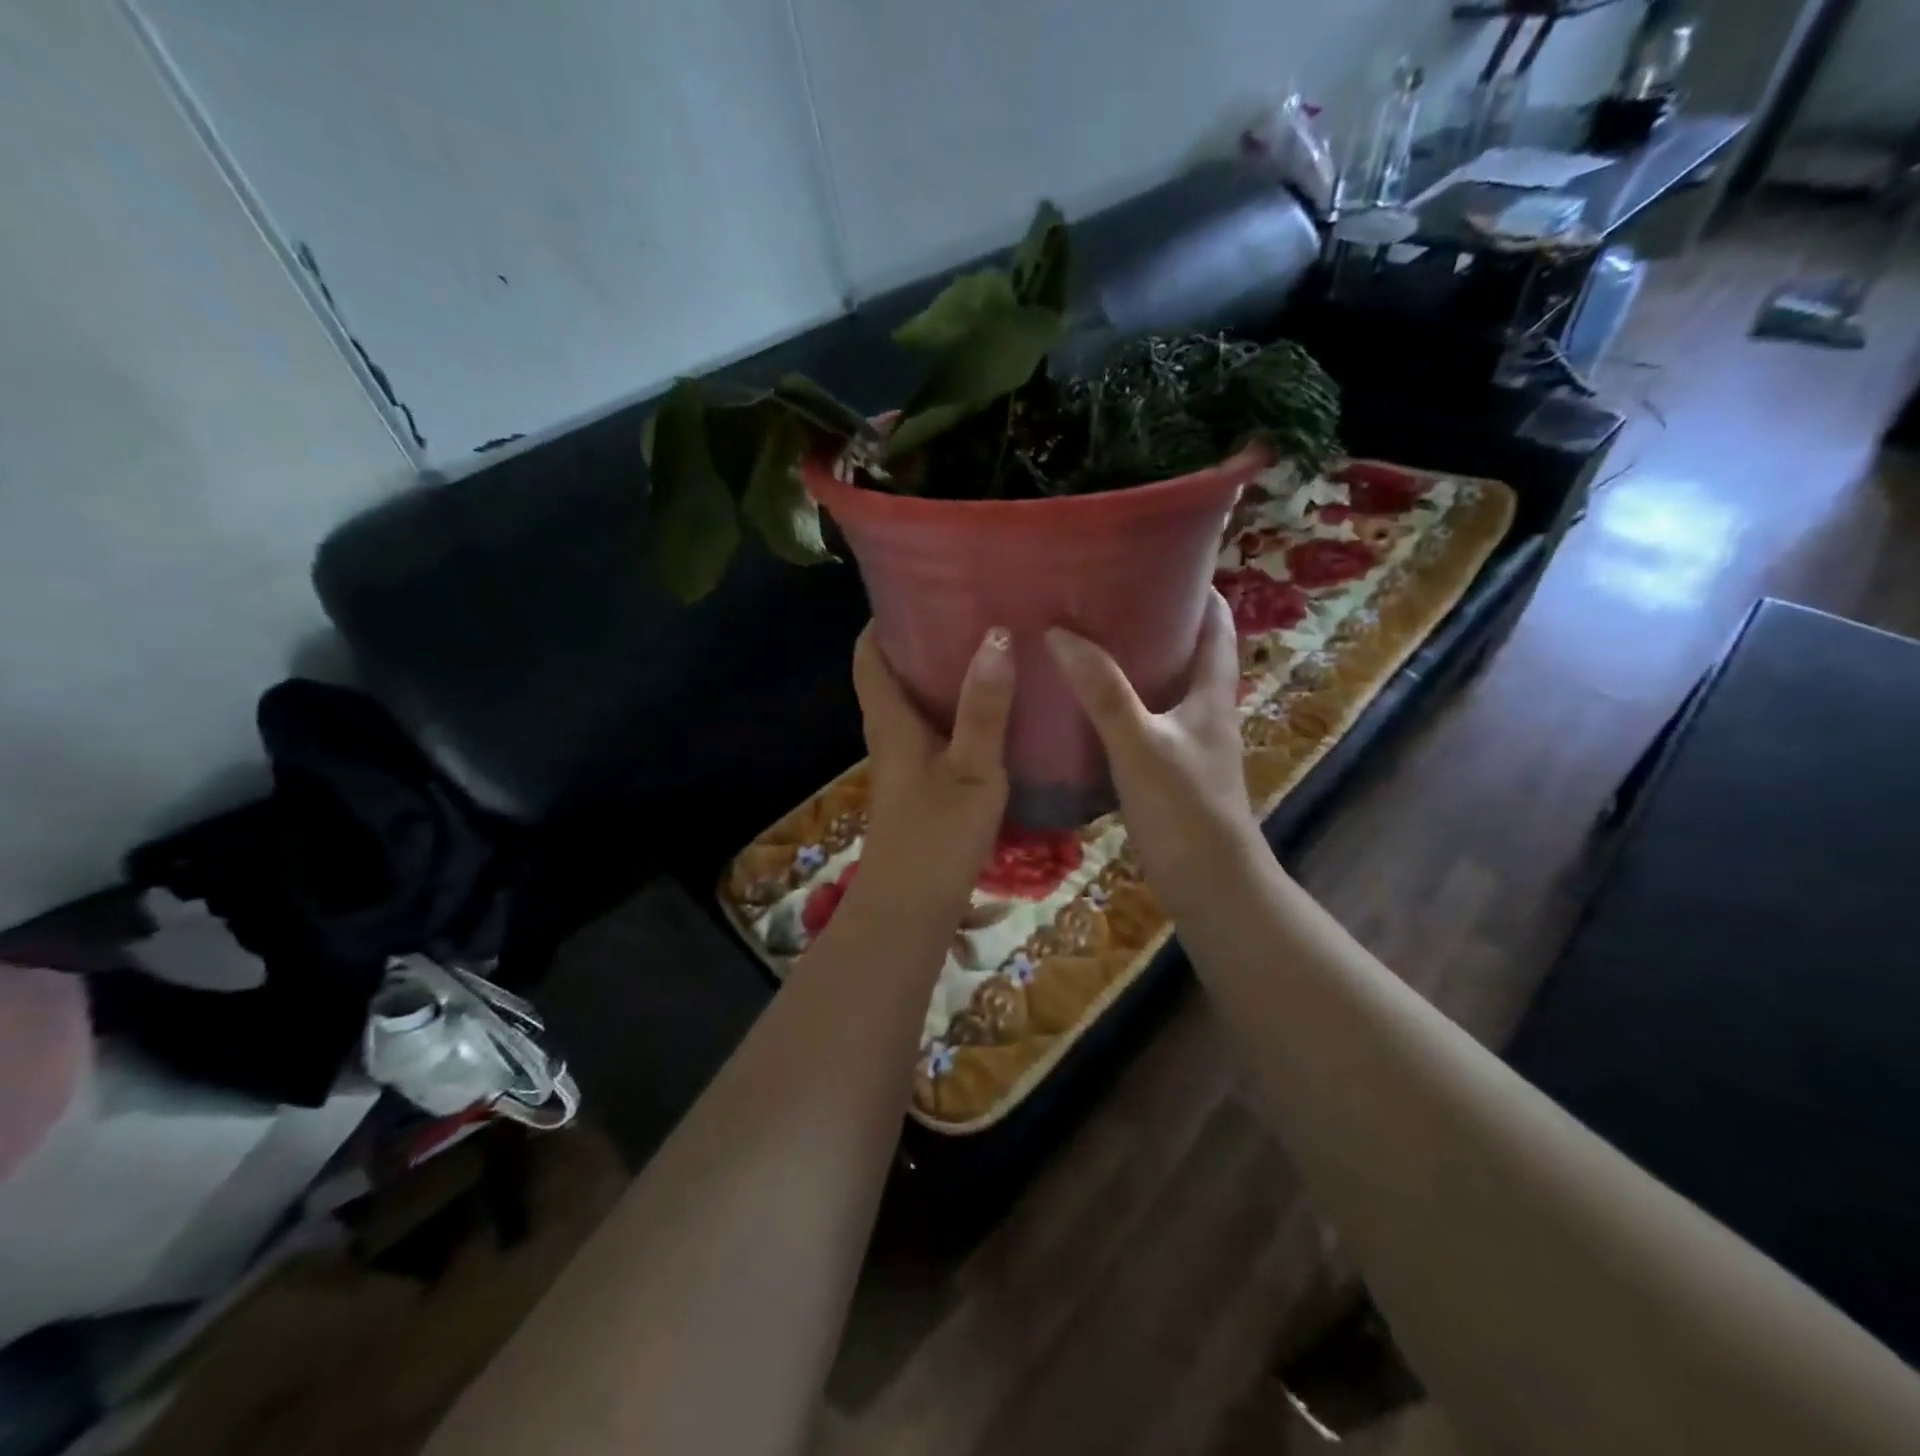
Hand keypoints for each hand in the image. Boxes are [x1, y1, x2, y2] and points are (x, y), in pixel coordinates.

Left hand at [846, 624, 1013, 923]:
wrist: (911, 909)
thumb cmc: (936, 838)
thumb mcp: (971, 770)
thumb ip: (984, 708)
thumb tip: (996, 635)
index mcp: (891, 720)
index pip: (869, 655)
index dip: (883, 619)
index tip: (918, 586)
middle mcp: (890, 734)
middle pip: (893, 672)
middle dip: (922, 637)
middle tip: (970, 608)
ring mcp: (904, 762)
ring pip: (915, 702)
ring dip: (940, 673)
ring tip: (988, 646)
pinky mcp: (920, 784)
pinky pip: (933, 730)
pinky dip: (954, 709)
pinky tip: (993, 709)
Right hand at [1046, 591, 1265, 908]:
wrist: (1211, 886)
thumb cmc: (1186, 809)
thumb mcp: (1141, 744)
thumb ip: (1103, 692)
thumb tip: (1060, 633)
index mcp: (1211, 693)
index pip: (1216, 624)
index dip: (1197, 588)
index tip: (1159, 557)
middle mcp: (1205, 711)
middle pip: (1187, 650)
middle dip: (1154, 618)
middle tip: (1104, 594)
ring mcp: (1188, 743)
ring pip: (1162, 687)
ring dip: (1135, 661)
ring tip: (1087, 639)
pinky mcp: (1169, 771)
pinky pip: (1144, 721)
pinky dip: (1120, 704)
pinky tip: (1084, 706)